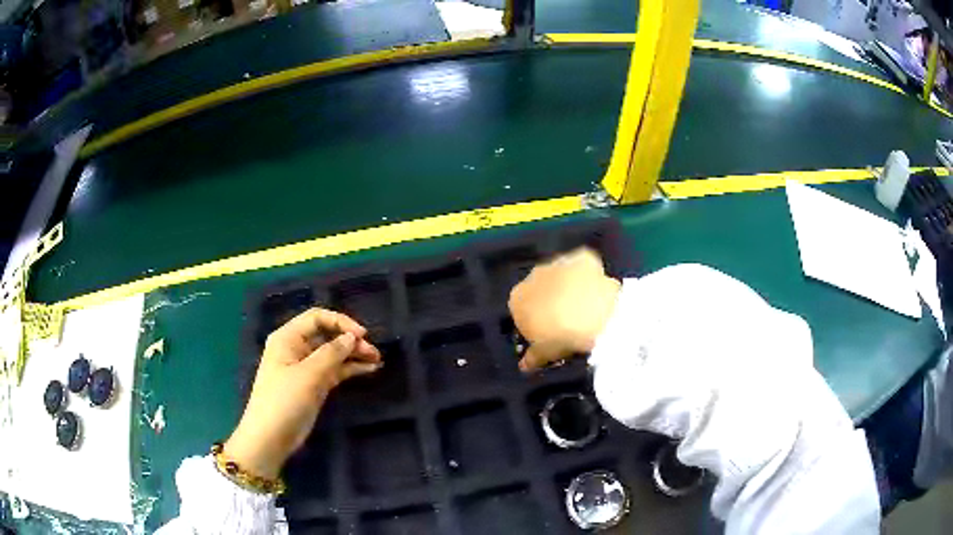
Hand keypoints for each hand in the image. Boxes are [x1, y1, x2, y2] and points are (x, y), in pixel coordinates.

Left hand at [225, 308, 381, 479]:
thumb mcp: (308, 375)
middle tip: (374, 352)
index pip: (317, 318)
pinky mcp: (314, 385)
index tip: (362, 335)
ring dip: (354, 354)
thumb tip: (352, 337)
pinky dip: (350, 368)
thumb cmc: (284, 401)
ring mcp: (306, 368)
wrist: (271, 437)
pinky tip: (369, 369)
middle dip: (350, 340)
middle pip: (327, 335)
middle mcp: (297, 348)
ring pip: (334, 353)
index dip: (341, 322)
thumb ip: (331, 353)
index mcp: (288, 338)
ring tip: (377, 359)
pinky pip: (335, 370)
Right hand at [508, 248, 620, 371]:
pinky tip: (599, 289)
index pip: (522, 311)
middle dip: (552, 302)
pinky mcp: (582, 257)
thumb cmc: (558, 337)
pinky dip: (589, 275)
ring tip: (588, 308)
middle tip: (569, 322)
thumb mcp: (543, 354)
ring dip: (571, 288)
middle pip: (541, 290)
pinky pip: (584, 266)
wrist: (588, 314)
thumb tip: (524, 366)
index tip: (550, 336)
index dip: (536, 323)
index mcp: (517, 299)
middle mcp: (533, 276)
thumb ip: (532, 358)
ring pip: (562, 276)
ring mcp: (558, 263)